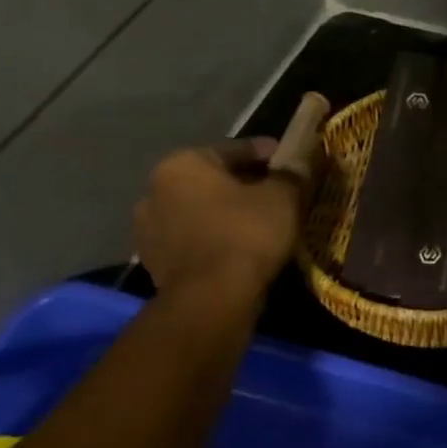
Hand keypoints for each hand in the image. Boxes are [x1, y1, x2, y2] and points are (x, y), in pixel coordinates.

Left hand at [132, 138, 309, 298]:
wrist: (212, 298)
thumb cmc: (247, 232)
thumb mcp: (284, 195)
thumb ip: (291, 174)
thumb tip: (297, 166)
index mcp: (182, 164)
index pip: (235, 149)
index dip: (268, 154)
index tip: (290, 160)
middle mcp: (155, 191)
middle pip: (213, 180)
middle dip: (244, 184)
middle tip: (278, 191)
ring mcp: (149, 230)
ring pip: (202, 211)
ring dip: (227, 213)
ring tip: (262, 222)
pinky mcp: (155, 263)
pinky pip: (195, 239)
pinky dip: (217, 238)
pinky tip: (243, 246)